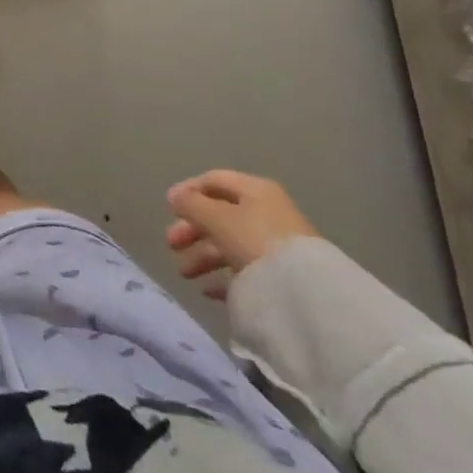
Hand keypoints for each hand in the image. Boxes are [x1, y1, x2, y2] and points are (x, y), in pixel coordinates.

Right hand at [164, 170, 318, 299]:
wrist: (304, 292)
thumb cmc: (254, 240)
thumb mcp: (216, 217)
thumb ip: (190, 204)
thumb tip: (174, 196)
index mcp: (255, 190)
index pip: (214, 180)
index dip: (188, 191)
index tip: (168, 209)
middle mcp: (266, 213)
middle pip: (219, 215)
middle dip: (192, 229)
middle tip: (171, 245)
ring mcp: (274, 246)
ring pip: (229, 244)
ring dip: (202, 256)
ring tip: (185, 274)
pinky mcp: (279, 276)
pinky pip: (243, 272)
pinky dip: (222, 277)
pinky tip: (207, 289)